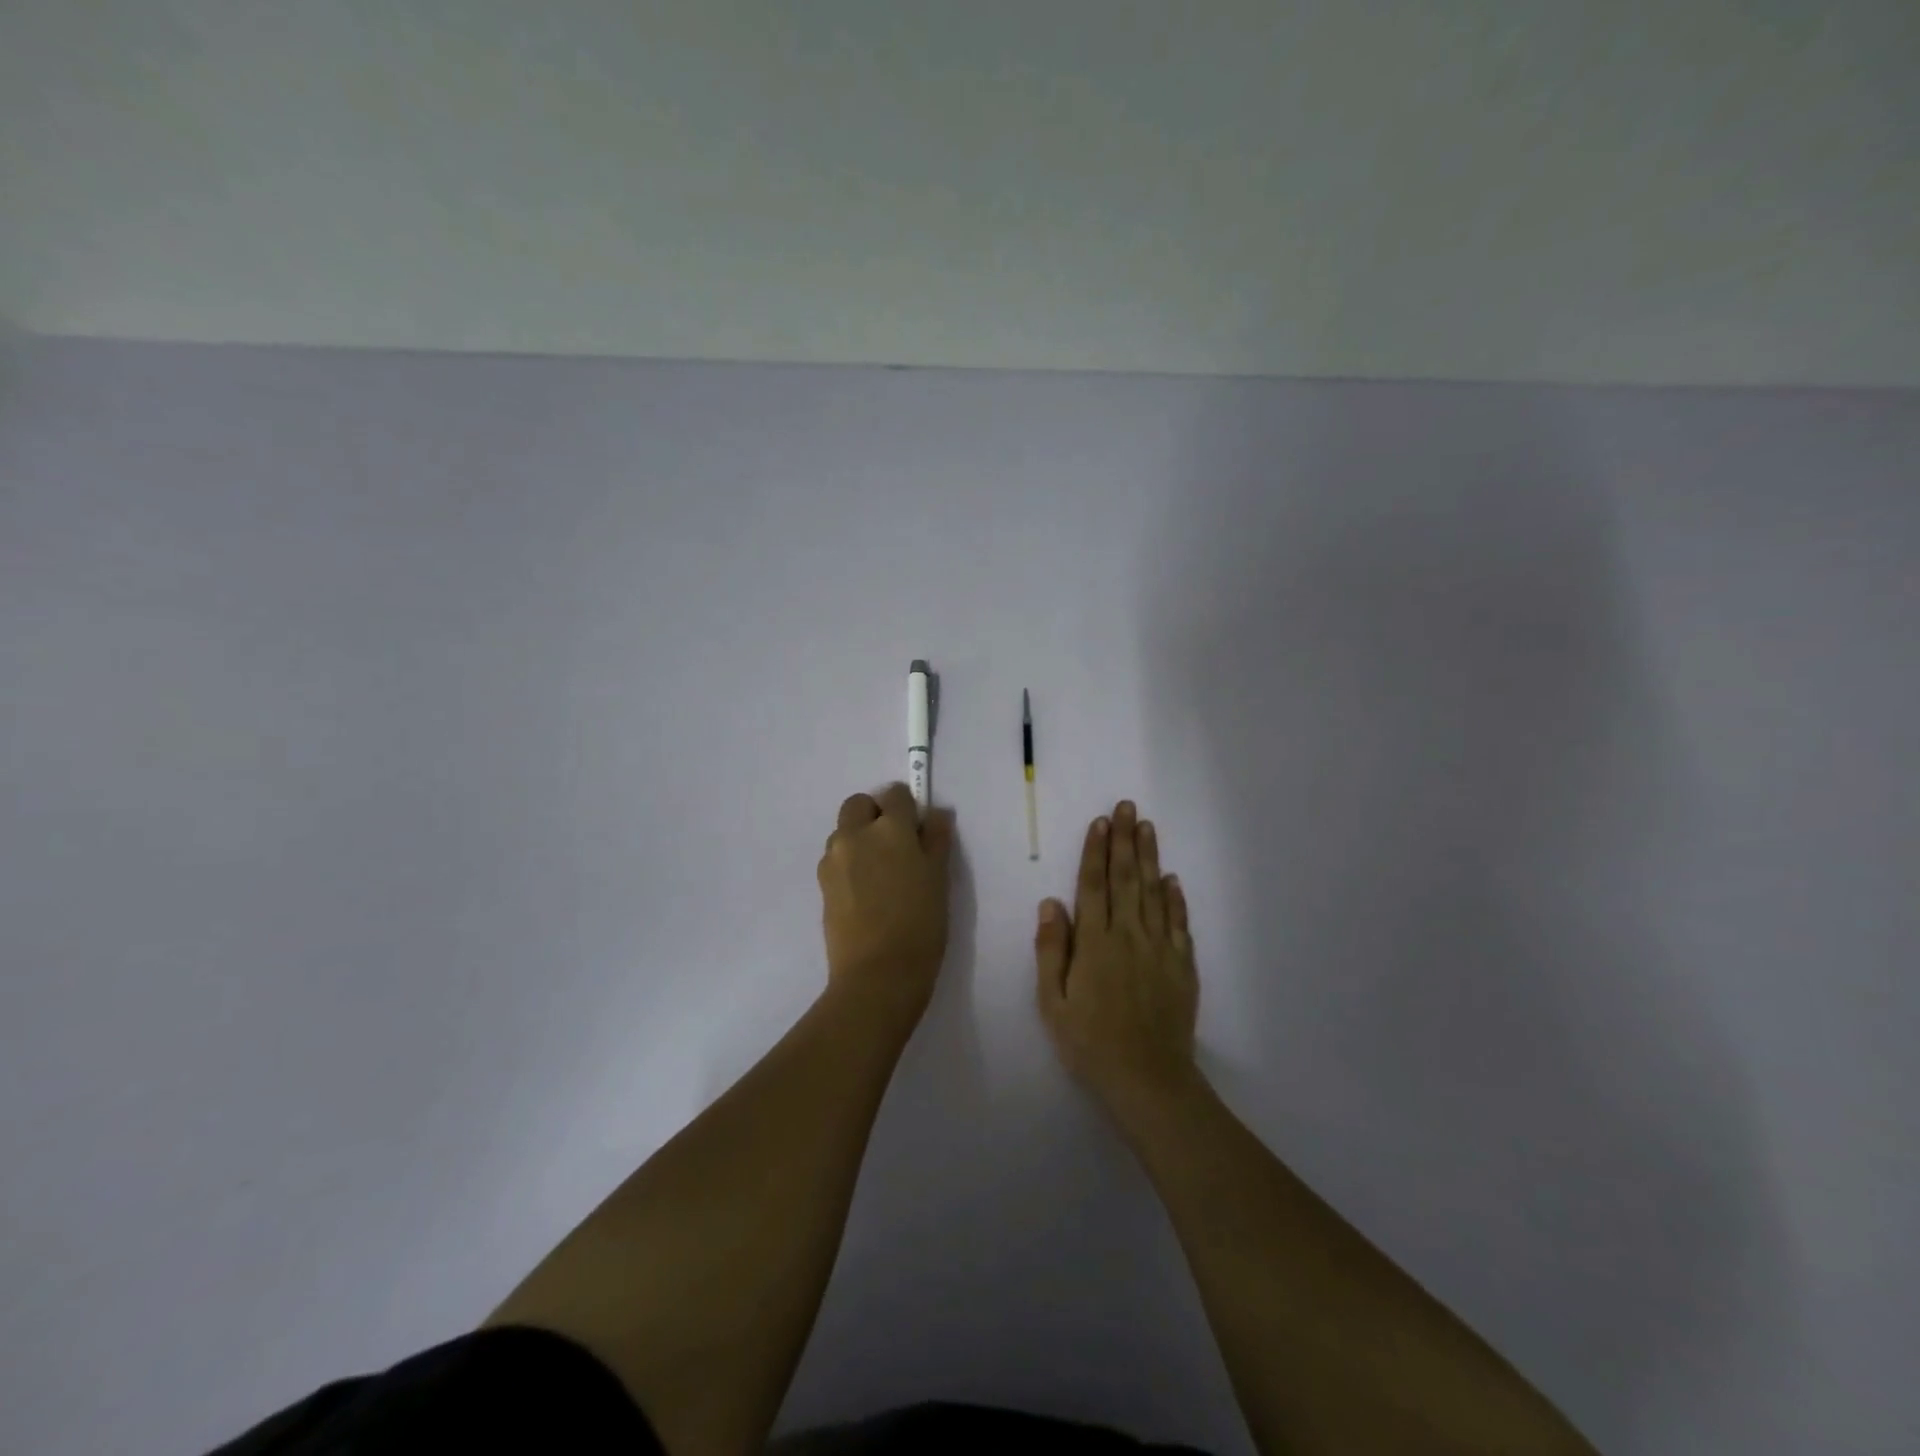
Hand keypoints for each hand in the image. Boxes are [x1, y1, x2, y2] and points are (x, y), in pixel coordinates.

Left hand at [817, 783, 954, 1020]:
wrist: (878, 974)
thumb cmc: (920, 924)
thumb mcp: (939, 878)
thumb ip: (936, 840)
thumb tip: (935, 815)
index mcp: (890, 828)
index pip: (895, 794)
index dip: (908, 807)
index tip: (917, 829)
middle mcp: (855, 834)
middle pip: (859, 805)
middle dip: (875, 815)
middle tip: (896, 846)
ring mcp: (833, 859)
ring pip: (844, 832)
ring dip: (859, 839)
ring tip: (880, 875)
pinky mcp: (822, 884)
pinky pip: (836, 859)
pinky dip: (849, 864)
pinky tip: (865, 894)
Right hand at [1036, 800, 1199, 1116]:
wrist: (1148, 1080)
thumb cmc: (1090, 1044)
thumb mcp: (1053, 1004)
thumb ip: (1051, 951)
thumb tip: (1050, 903)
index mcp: (1095, 943)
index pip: (1094, 886)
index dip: (1095, 852)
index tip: (1099, 822)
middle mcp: (1129, 936)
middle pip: (1127, 879)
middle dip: (1124, 840)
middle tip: (1126, 807)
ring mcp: (1160, 949)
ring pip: (1154, 893)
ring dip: (1150, 858)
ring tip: (1147, 827)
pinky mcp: (1182, 966)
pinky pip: (1179, 924)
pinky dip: (1176, 899)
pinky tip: (1173, 879)